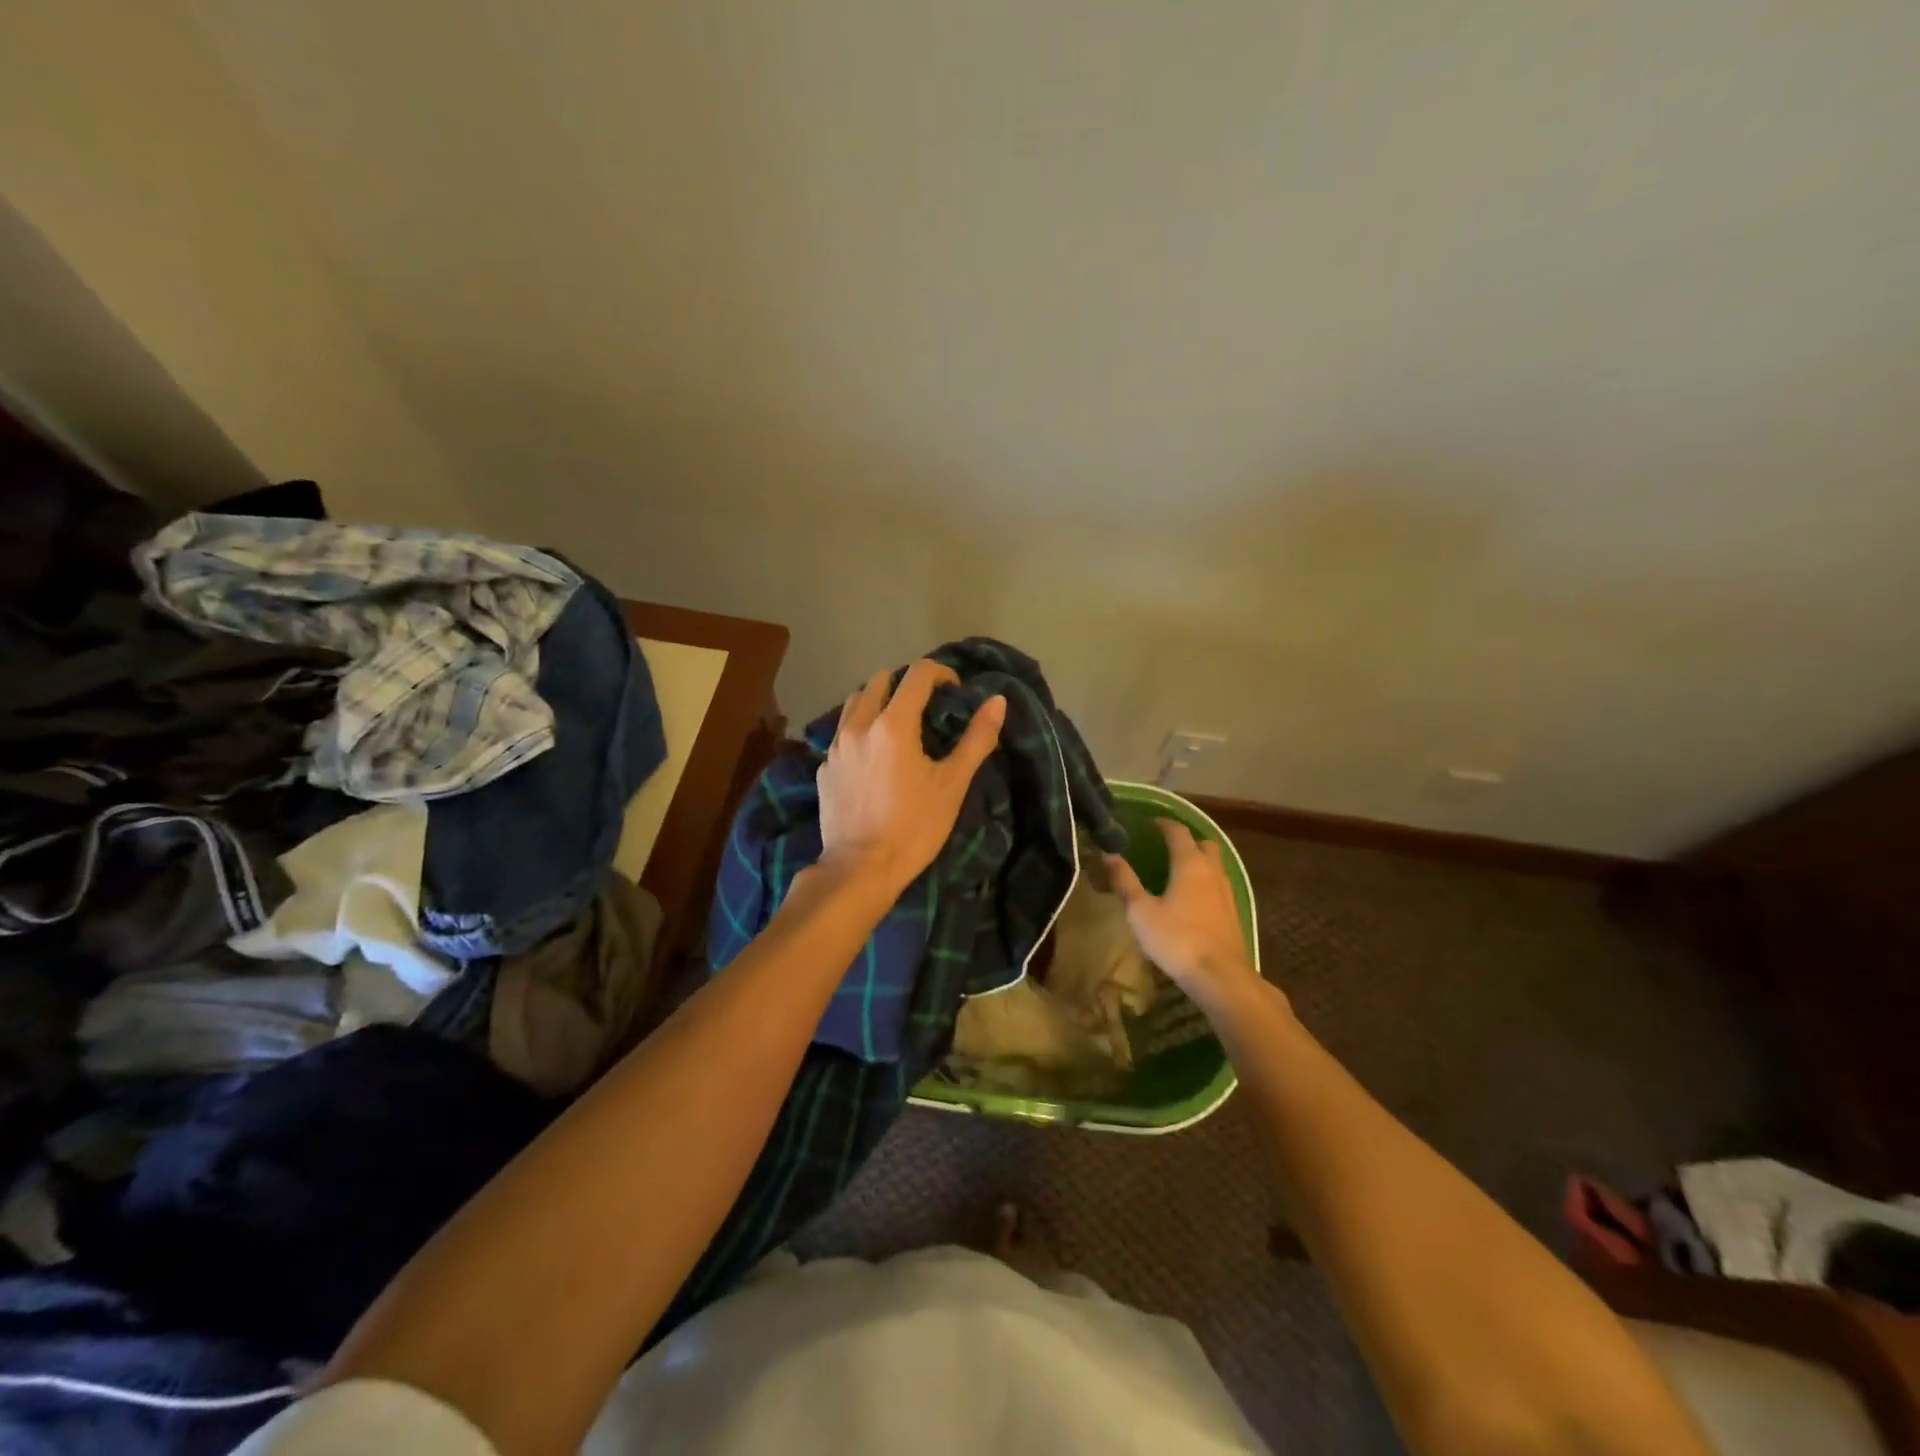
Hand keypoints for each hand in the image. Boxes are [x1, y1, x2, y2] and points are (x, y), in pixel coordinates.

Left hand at [817, 660, 1005, 895]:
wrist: (860, 869)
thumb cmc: (914, 827)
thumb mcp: (952, 784)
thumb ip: (976, 738)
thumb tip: (997, 701)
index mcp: (893, 724)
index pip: (917, 674)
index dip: (940, 672)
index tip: (954, 690)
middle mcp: (859, 725)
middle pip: (879, 680)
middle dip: (906, 684)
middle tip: (926, 706)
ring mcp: (836, 746)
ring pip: (854, 702)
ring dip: (877, 701)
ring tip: (896, 725)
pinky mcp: (824, 768)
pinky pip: (841, 732)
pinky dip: (860, 729)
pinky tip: (873, 756)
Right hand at [1106, 820, 1262, 1014]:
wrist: (1220, 976)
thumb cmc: (1176, 939)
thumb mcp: (1140, 911)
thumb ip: (1125, 881)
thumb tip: (1109, 854)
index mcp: (1189, 864)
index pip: (1178, 832)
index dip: (1164, 824)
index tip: (1150, 824)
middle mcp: (1212, 871)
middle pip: (1204, 843)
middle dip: (1187, 840)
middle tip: (1167, 847)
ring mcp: (1227, 892)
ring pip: (1215, 864)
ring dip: (1199, 861)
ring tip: (1178, 871)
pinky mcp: (1233, 912)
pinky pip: (1219, 884)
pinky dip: (1206, 881)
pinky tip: (1193, 898)